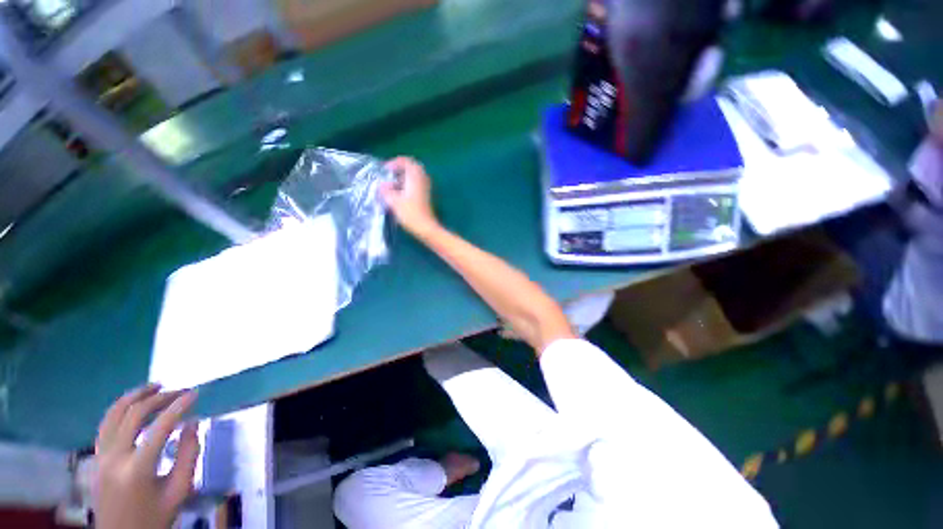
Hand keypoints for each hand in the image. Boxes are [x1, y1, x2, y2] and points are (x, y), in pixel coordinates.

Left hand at [94, 384, 198, 528]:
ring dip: (135, 396)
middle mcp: (114, 458)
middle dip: (159, 398)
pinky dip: (120, 409)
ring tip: (155, 386)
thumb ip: (188, 455)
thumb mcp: (179, 492)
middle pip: (133, 414)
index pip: (160, 427)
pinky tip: (134, 405)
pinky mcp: (96, 459)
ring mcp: (100, 457)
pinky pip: (105, 425)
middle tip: (180, 391)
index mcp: (137, 469)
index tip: (196, 393)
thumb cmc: (155, 518)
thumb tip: (192, 423)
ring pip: (113, 415)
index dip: (179, 406)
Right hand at [381, 157, 439, 236]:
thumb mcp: (394, 201)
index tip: (386, 169)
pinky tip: (399, 194)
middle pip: (413, 168)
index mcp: (415, 178)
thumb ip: (386, 191)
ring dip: (404, 178)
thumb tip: (381, 185)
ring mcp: (425, 189)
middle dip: (400, 169)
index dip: (396, 162)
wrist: (426, 228)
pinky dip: (408, 185)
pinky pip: (416, 185)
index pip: (407, 162)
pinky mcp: (425, 197)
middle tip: (390, 175)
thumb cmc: (410, 213)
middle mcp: (422, 181)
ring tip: (392, 185)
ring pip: (415, 177)